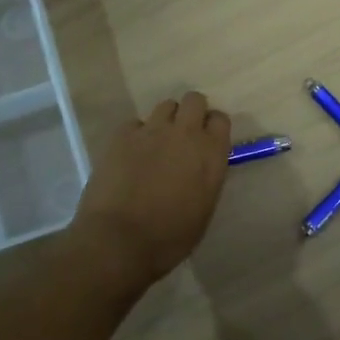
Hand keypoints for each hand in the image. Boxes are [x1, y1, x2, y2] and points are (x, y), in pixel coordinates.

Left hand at [72, 92, 231, 284]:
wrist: (119, 240)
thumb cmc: (169, 237)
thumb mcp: (203, 210)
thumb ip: (206, 178)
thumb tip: (200, 167)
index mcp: (211, 154)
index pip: (220, 120)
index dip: (212, 128)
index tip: (206, 141)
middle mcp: (185, 133)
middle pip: (194, 100)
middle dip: (190, 113)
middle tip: (182, 136)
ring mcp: (151, 130)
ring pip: (165, 106)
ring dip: (165, 121)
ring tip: (155, 144)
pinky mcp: (122, 134)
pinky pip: (134, 123)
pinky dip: (135, 135)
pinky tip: (129, 156)